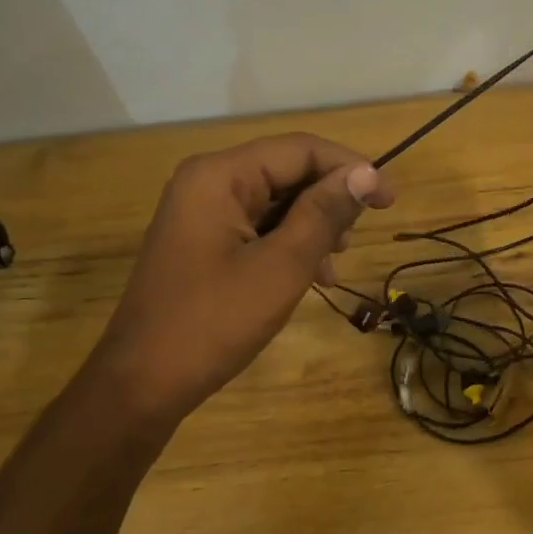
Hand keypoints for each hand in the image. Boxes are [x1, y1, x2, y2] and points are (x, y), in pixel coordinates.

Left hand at [91, 134, 393, 422]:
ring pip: (276, 202)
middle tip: (356, 241)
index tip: (389, 202)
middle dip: (329, 201)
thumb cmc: (214, 322)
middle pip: (286, 171)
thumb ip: (324, 214)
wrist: (143, 383)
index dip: (351, 169)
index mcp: (220, 176)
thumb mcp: (280, 267)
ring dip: (313, 226)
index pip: (300, 149)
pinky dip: (289, 245)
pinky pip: (258, 228)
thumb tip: (368, 173)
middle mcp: (207, 182)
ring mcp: (202, 213)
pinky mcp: (203, 242)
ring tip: (334, 265)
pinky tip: (311, 277)